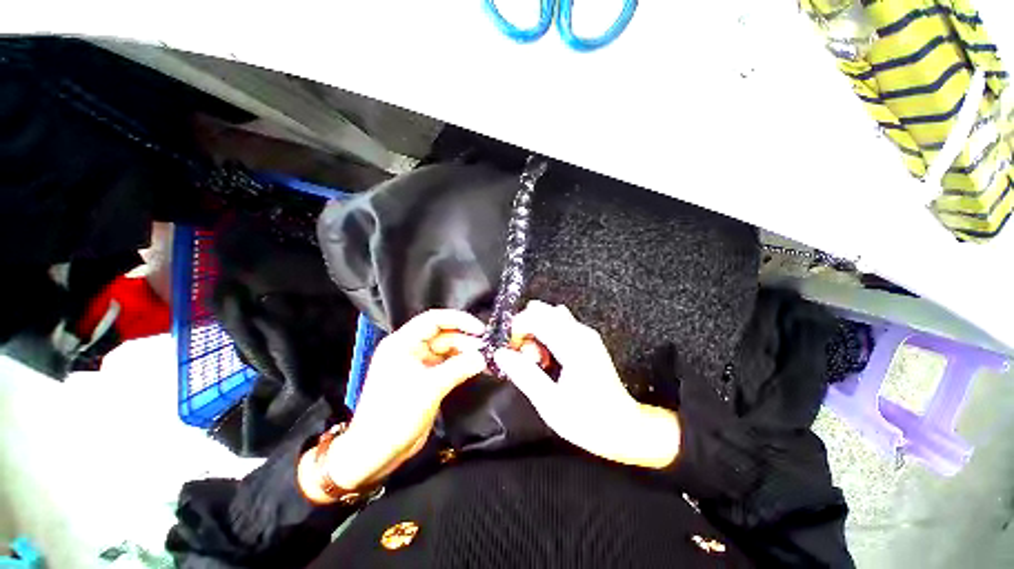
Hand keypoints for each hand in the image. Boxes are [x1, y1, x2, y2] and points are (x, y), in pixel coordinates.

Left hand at [324, 309, 486, 490]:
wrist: (377, 451)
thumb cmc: (395, 414)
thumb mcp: (429, 388)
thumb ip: (459, 368)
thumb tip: (482, 358)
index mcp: (403, 343)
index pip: (434, 320)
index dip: (459, 320)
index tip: (479, 329)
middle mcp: (410, 349)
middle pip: (443, 335)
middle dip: (466, 340)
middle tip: (487, 348)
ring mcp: (419, 364)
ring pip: (447, 350)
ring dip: (466, 353)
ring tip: (486, 359)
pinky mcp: (426, 378)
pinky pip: (447, 365)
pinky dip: (462, 366)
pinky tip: (476, 368)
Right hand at [493, 301, 680, 469]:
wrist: (623, 427)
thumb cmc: (588, 420)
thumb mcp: (550, 404)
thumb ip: (524, 375)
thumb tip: (501, 354)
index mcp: (573, 345)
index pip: (536, 317)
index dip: (516, 328)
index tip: (510, 350)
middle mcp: (580, 332)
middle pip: (542, 311)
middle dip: (525, 328)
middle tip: (522, 356)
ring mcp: (585, 334)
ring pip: (549, 316)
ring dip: (535, 331)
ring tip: (535, 360)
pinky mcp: (586, 340)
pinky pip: (558, 325)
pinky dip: (545, 335)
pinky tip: (546, 358)